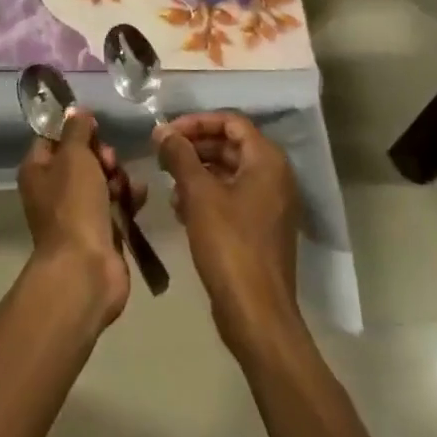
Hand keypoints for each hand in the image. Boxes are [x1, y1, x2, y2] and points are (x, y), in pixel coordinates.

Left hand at [18, 109, 146, 327]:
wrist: (86, 269)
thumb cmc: (74, 205)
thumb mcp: (74, 156)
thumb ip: (77, 129)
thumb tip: (76, 110)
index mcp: (37, 171)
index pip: (53, 137)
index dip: (75, 129)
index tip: (95, 126)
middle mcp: (53, 190)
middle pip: (82, 157)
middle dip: (101, 156)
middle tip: (109, 162)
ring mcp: (77, 212)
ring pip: (103, 179)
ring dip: (118, 177)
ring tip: (125, 186)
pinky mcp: (101, 230)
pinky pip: (117, 203)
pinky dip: (128, 198)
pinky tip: (138, 197)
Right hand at [156, 112, 301, 354]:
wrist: (257, 315)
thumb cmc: (230, 245)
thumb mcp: (199, 194)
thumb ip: (180, 156)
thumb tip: (162, 130)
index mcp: (267, 160)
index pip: (231, 122)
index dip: (197, 122)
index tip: (167, 133)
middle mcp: (274, 176)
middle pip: (230, 145)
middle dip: (195, 148)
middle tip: (162, 155)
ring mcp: (270, 204)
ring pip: (229, 172)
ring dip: (197, 172)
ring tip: (168, 183)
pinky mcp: (261, 228)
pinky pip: (232, 197)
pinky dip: (207, 196)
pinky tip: (180, 209)